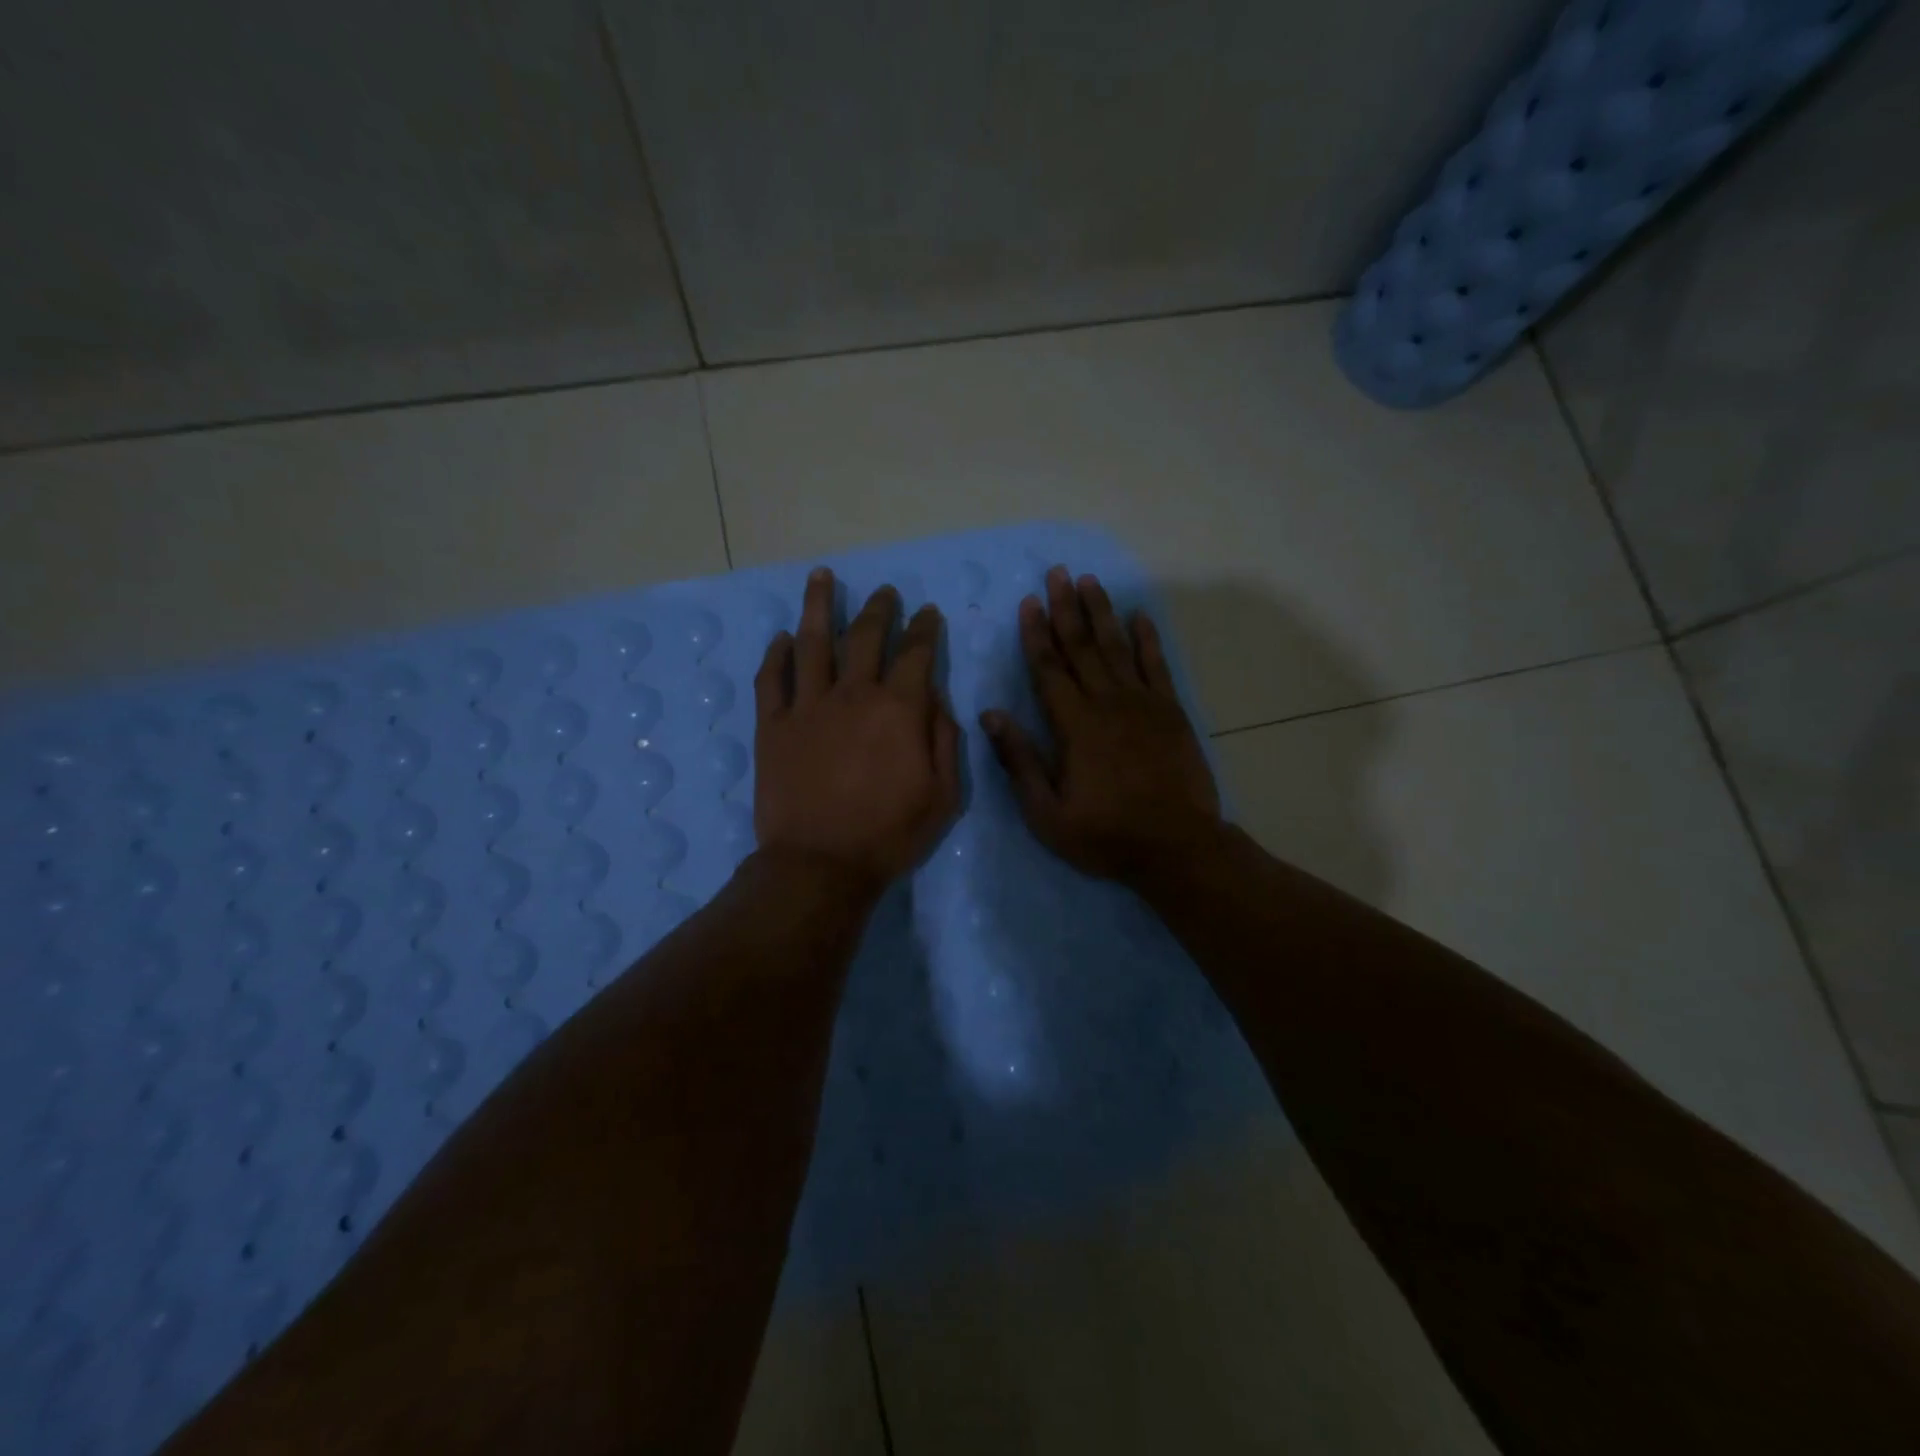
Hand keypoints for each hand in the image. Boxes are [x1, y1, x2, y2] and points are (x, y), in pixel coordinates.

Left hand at [754, 568, 961, 895]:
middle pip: (866, 636)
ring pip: (813, 642)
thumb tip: (937, 702)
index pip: (916, 653)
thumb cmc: (889, 834)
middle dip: (880, 608)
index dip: (924, 629)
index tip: (927, 613)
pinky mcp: (773, 725)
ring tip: (822, 577)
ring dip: (819, 606)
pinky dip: (777, 654)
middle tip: (886, 592)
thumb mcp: (943, 795)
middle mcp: (852, 694)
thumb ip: (945, 741)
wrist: (819, 864)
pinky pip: (772, 679)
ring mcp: (807, 706)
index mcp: (898, 709)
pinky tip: (782, 638)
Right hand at [982, 566, 1221, 887]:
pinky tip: (1140, 616)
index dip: (1036, 634)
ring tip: (1090, 581)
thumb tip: (991, 715)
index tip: (1029, 602)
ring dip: (1102, 613)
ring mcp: (1143, 704)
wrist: (1176, 847)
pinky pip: (1157, 666)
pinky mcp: (1172, 712)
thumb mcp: (1047, 812)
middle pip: (1082, 647)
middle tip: (1057, 573)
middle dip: (1067, 608)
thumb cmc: (1105, 835)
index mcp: (1074, 725)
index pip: (1049, 669)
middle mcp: (1107, 703)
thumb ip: (1019, 760)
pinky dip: (1148, 639)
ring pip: (1117, 648)